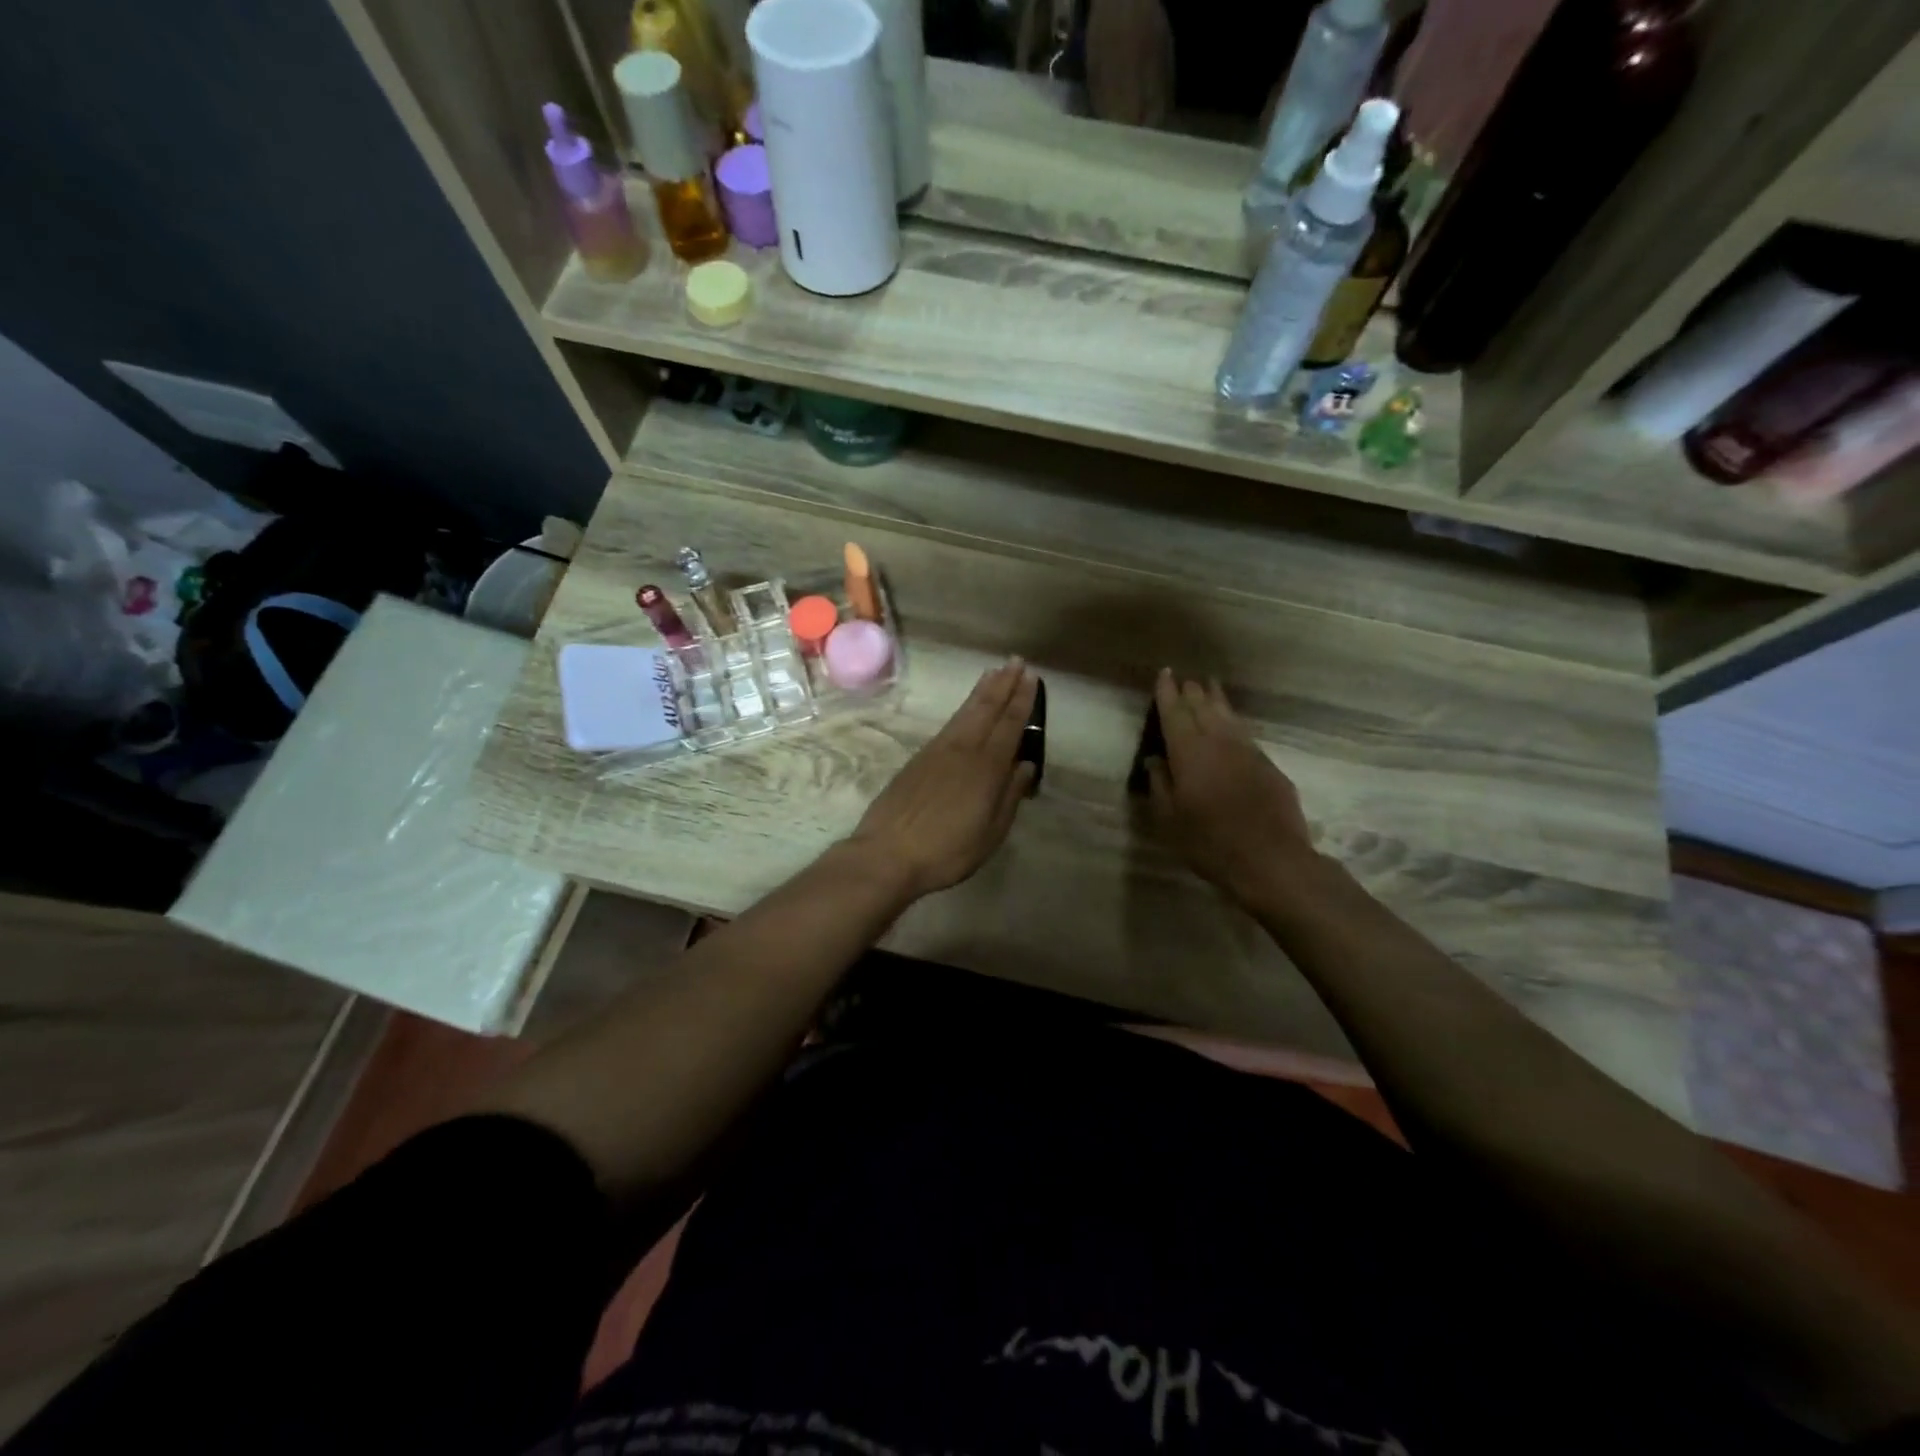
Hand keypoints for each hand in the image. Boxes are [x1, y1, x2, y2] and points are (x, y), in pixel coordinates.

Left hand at [846, 660, 1038, 900]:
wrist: (887, 853)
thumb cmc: (947, 850)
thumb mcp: (990, 833)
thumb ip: (1010, 796)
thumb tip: (1025, 765)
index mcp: (986, 767)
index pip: (1010, 725)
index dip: (1022, 700)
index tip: (1032, 677)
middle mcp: (963, 749)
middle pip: (986, 709)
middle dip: (1003, 684)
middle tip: (1016, 661)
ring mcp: (937, 751)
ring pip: (965, 712)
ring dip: (982, 690)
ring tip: (994, 672)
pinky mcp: (919, 759)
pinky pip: (949, 723)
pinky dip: (963, 708)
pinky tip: (966, 709)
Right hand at [1145, 668, 1317, 907]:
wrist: (1271, 859)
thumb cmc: (1210, 842)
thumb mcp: (1170, 819)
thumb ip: (1160, 785)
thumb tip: (1156, 760)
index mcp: (1189, 752)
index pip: (1175, 713)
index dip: (1168, 692)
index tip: (1165, 672)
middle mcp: (1218, 742)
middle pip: (1203, 707)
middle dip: (1192, 691)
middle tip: (1185, 679)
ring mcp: (1248, 751)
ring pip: (1228, 716)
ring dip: (1216, 699)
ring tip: (1209, 685)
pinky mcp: (1268, 765)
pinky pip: (1244, 733)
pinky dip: (1233, 722)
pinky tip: (1232, 724)